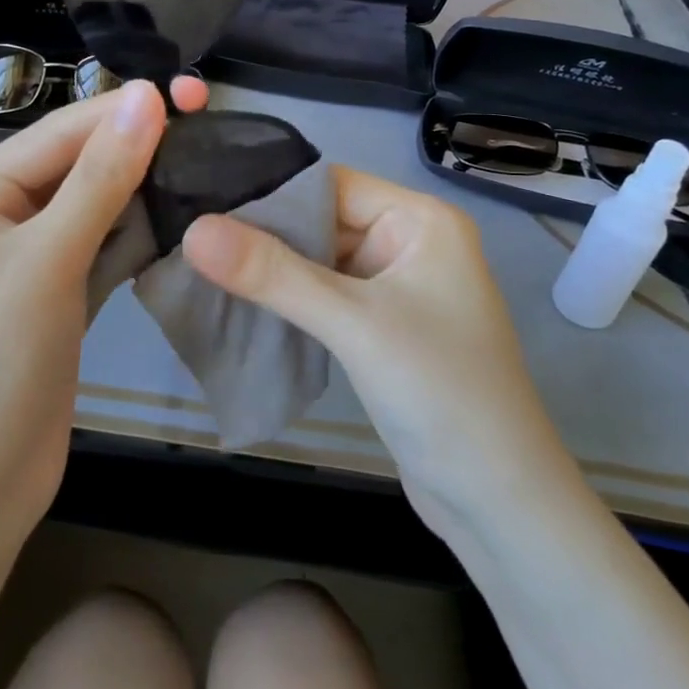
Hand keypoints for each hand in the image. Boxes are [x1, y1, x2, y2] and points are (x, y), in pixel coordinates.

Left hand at [0, 76, 207, 542]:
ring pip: (95, 209)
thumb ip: (100, 177)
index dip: (124, 111)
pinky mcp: (56, 302)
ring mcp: (29, 264)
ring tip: (208, 166)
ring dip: (143, 191)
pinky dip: (136, 237)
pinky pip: (101, 251)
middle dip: (138, 148)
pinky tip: (181, 221)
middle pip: (78, 167)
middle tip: (211, 125)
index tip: (193, 92)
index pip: (60, 134)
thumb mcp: (45, 260)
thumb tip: (147, 97)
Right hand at [182, 167, 575, 539]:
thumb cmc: (440, 393)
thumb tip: (193, 230)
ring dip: (270, 270)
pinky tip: (239, 303)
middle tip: (188, 235)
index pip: (330, 184)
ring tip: (198, 265)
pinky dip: (288, 300)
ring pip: (319, 261)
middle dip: (263, 233)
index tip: (202, 201)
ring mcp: (396, 287)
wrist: (499, 504)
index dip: (269, 191)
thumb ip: (272, 274)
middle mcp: (410, 243)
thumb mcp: (353, 324)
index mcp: (420, 220)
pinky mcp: (382, 328)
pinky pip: (325, 297)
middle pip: (322, 220)